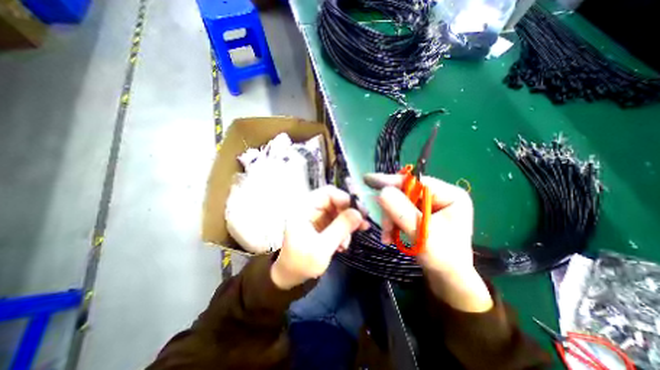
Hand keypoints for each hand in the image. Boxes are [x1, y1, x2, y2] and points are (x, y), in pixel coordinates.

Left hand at [270, 187, 369, 290]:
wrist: (289, 276)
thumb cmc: (300, 263)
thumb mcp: (321, 248)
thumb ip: (340, 229)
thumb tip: (359, 213)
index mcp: (303, 208)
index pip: (328, 193)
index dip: (345, 199)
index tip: (359, 212)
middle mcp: (310, 208)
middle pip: (335, 202)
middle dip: (348, 215)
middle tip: (362, 226)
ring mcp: (316, 216)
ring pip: (338, 213)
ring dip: (346, 226)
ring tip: (346, 244)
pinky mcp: (321, 225)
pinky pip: (337, 222)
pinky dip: (342, 232)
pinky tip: (342, 245)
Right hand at [364, 174, 491, 312]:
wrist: (447, 278)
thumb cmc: (442, 258)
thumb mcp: (422, 233)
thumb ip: (401, 211)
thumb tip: (382, 191)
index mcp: (450, 195)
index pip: (417, 182)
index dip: (392, 181)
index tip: (369, 179)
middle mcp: (439, 196)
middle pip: (406, 193)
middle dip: (391, 210)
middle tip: (385, 227)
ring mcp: (429, 205)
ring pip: (399, 203)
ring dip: (390, 219)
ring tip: (387, 236)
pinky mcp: (420, 214)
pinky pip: (399, 211)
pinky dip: (392, 223)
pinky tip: (390, 236)